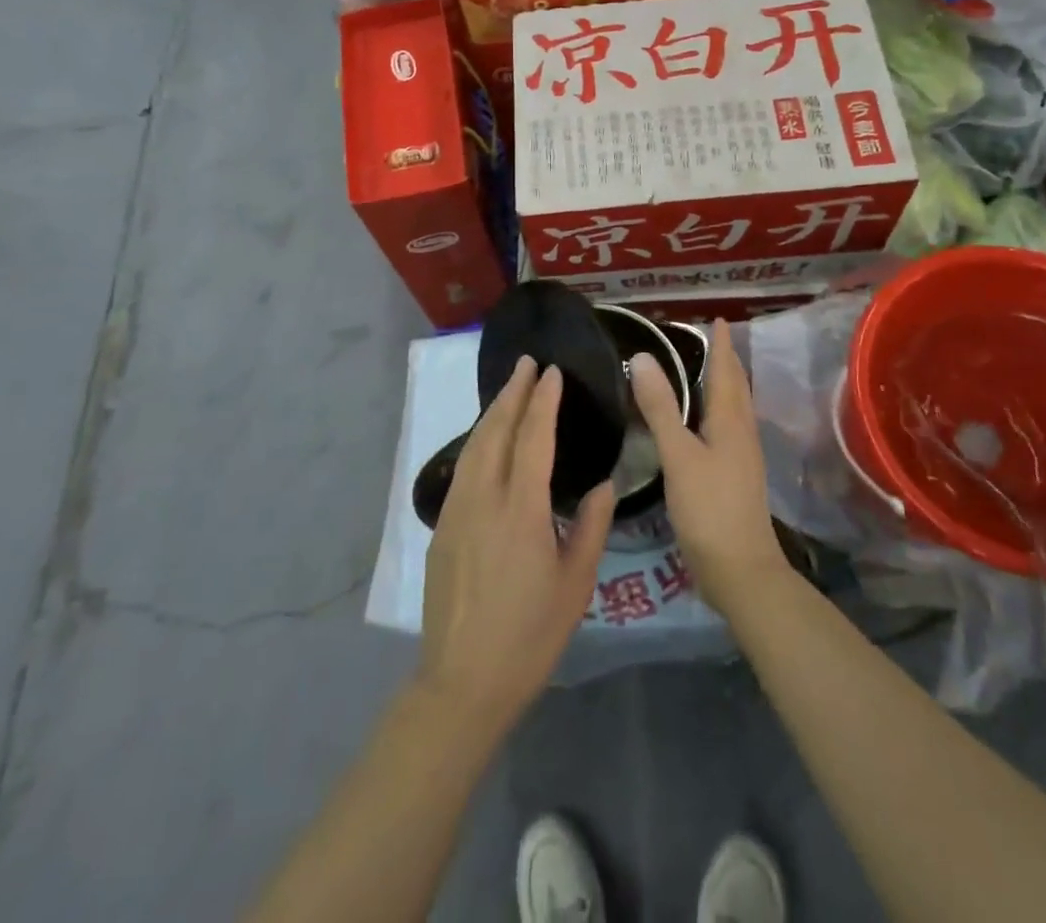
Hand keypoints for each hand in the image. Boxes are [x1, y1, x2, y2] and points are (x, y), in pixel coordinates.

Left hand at [419, 358, 614, 733]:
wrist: (463, 681)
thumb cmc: (530, 635)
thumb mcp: (575, 584)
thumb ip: (591, 527)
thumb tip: (602, 484)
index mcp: (521, 510)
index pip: (533, 438)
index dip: (543, 401)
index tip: (551, 372)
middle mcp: (484, 499)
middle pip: (496, 431)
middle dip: (512, 393)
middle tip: (527, 364)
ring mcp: (457, 511)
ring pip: (473, 446)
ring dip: (492, 413)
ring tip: (509, 391)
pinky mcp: (442, 528)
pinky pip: (463, 468)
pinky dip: (478, 441)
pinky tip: (487, 441)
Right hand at [631, 320, 789, 617]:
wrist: (740, 571)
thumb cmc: (709, 508)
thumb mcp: (678, 454)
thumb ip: (660, 407)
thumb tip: (641, 358)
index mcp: (731, 421)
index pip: (727, 371)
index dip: (722, 345)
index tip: (717, 320)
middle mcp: (741, 433)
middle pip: (736, 388)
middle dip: (725, 361)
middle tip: (709, 339)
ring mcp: (741, 457)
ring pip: (733, 409)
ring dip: (723, 385)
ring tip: (705, 372)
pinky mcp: (734, 478)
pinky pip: (726, 429)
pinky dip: (715, 412)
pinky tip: (701, 424)